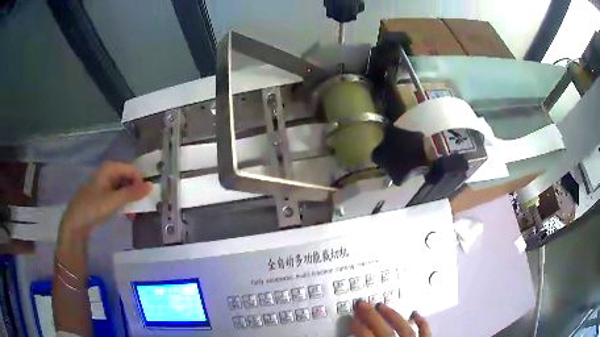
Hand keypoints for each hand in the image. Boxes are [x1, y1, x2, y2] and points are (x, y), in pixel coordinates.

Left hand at [58, 161, 151, 240]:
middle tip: (140, 207)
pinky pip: (117, 195)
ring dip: (130, 200)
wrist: (75, 223)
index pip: (132, 170)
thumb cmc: (93, 208)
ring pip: (123, 187)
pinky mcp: (101, 195)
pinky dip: (122, 203)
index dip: (140, 182)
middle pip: (127, 178)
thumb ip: (132, 193)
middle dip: (135, 192)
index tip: (145, 198)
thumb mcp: (114, 201)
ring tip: (132, 214)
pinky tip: (124, 214)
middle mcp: (107, 172)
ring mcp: (104, 184)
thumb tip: (151, 185)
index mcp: (109, 168)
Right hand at [350, 301, 430, 336]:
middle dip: (371, 315)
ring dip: (392, 315)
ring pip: (403, 327)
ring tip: (382, 305)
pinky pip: (425, 332)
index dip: (357, 326)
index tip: (352, 318)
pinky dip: (421, 322)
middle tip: (362, 303)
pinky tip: (416, 314)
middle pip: (383, 328)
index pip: (366, 335)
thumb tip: (352, 336)